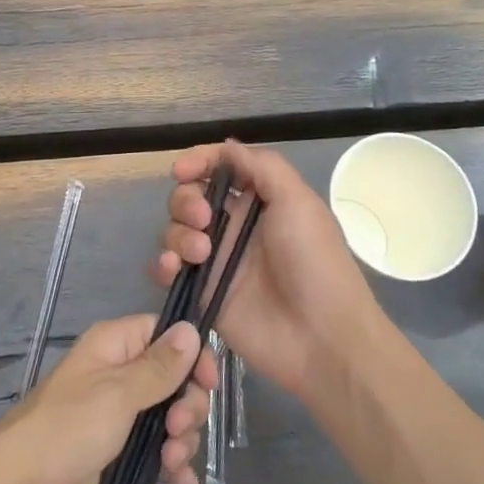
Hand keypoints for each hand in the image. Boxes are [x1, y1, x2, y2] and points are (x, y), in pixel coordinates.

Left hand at [0, 316, 216, 483]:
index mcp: (113, 346)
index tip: (209, 383)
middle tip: (179, 429)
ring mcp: (117, 416)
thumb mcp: (118, 393)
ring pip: (168, 417)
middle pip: (173, 379)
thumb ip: (159, 366)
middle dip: (187, 405)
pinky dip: (171, 465)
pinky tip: (179, 483)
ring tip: (172, 462)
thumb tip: (191, 327)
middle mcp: (117, 374)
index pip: (164, 334)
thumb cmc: (69, 428)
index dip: (191, 355)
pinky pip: (156, 451)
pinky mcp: (116, 453)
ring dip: (180, 439)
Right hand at [151, 140, 382, 401]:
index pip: (218, 169)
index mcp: (258, 201)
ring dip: (178, 233)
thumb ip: (261, 167)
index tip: (182, 169)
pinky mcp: (202, 292)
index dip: (197, 162)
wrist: (321, 337)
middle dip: (186, 200)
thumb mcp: (298, 201)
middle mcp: (233, 226)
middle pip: (189, 197)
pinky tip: (173, 268)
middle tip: (204, 219)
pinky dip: (162, 264)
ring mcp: (215, 260)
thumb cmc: (314, 262)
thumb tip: (227, 147)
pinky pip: (167, 269)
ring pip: (174, 230)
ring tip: (201, 254)